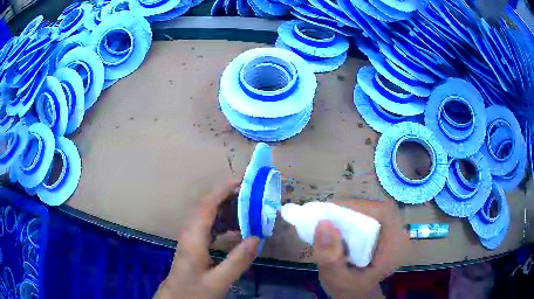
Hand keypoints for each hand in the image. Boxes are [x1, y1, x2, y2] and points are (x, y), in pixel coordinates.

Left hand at [155, 180, 259, 298]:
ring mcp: (189, 236)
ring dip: (225, 208)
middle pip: (206, 205)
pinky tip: (235, 228)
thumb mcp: (218, 281)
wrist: (176, 297)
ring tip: (247, 209)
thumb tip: (256, 238)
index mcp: (193, 238)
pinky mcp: (192, 242)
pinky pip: (207, 224)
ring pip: (206, 213)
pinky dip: (222, 221)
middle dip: (227, 196)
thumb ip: (237, 261)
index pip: (206, 206)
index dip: (222, 191)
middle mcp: (189, 232)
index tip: (241, 182)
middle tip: (250, 194)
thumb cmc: (194, 290)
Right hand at [313, 198, 408, 298]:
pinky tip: (338, 227)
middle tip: (325, 216)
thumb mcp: (337, 279)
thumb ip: (330, 258)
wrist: (359, 294)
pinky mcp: (382, 231)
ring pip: (372, 210)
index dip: (358, 207)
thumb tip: (322, 223)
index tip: (331, 213)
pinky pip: (368, 216)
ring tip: (328, 221)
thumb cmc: (351, 290)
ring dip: (349, 212)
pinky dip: (351, 218)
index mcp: (394, 246)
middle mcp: (397, 234)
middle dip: (350, 209)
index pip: (382, 213)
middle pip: (376, 209)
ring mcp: (391, 231)